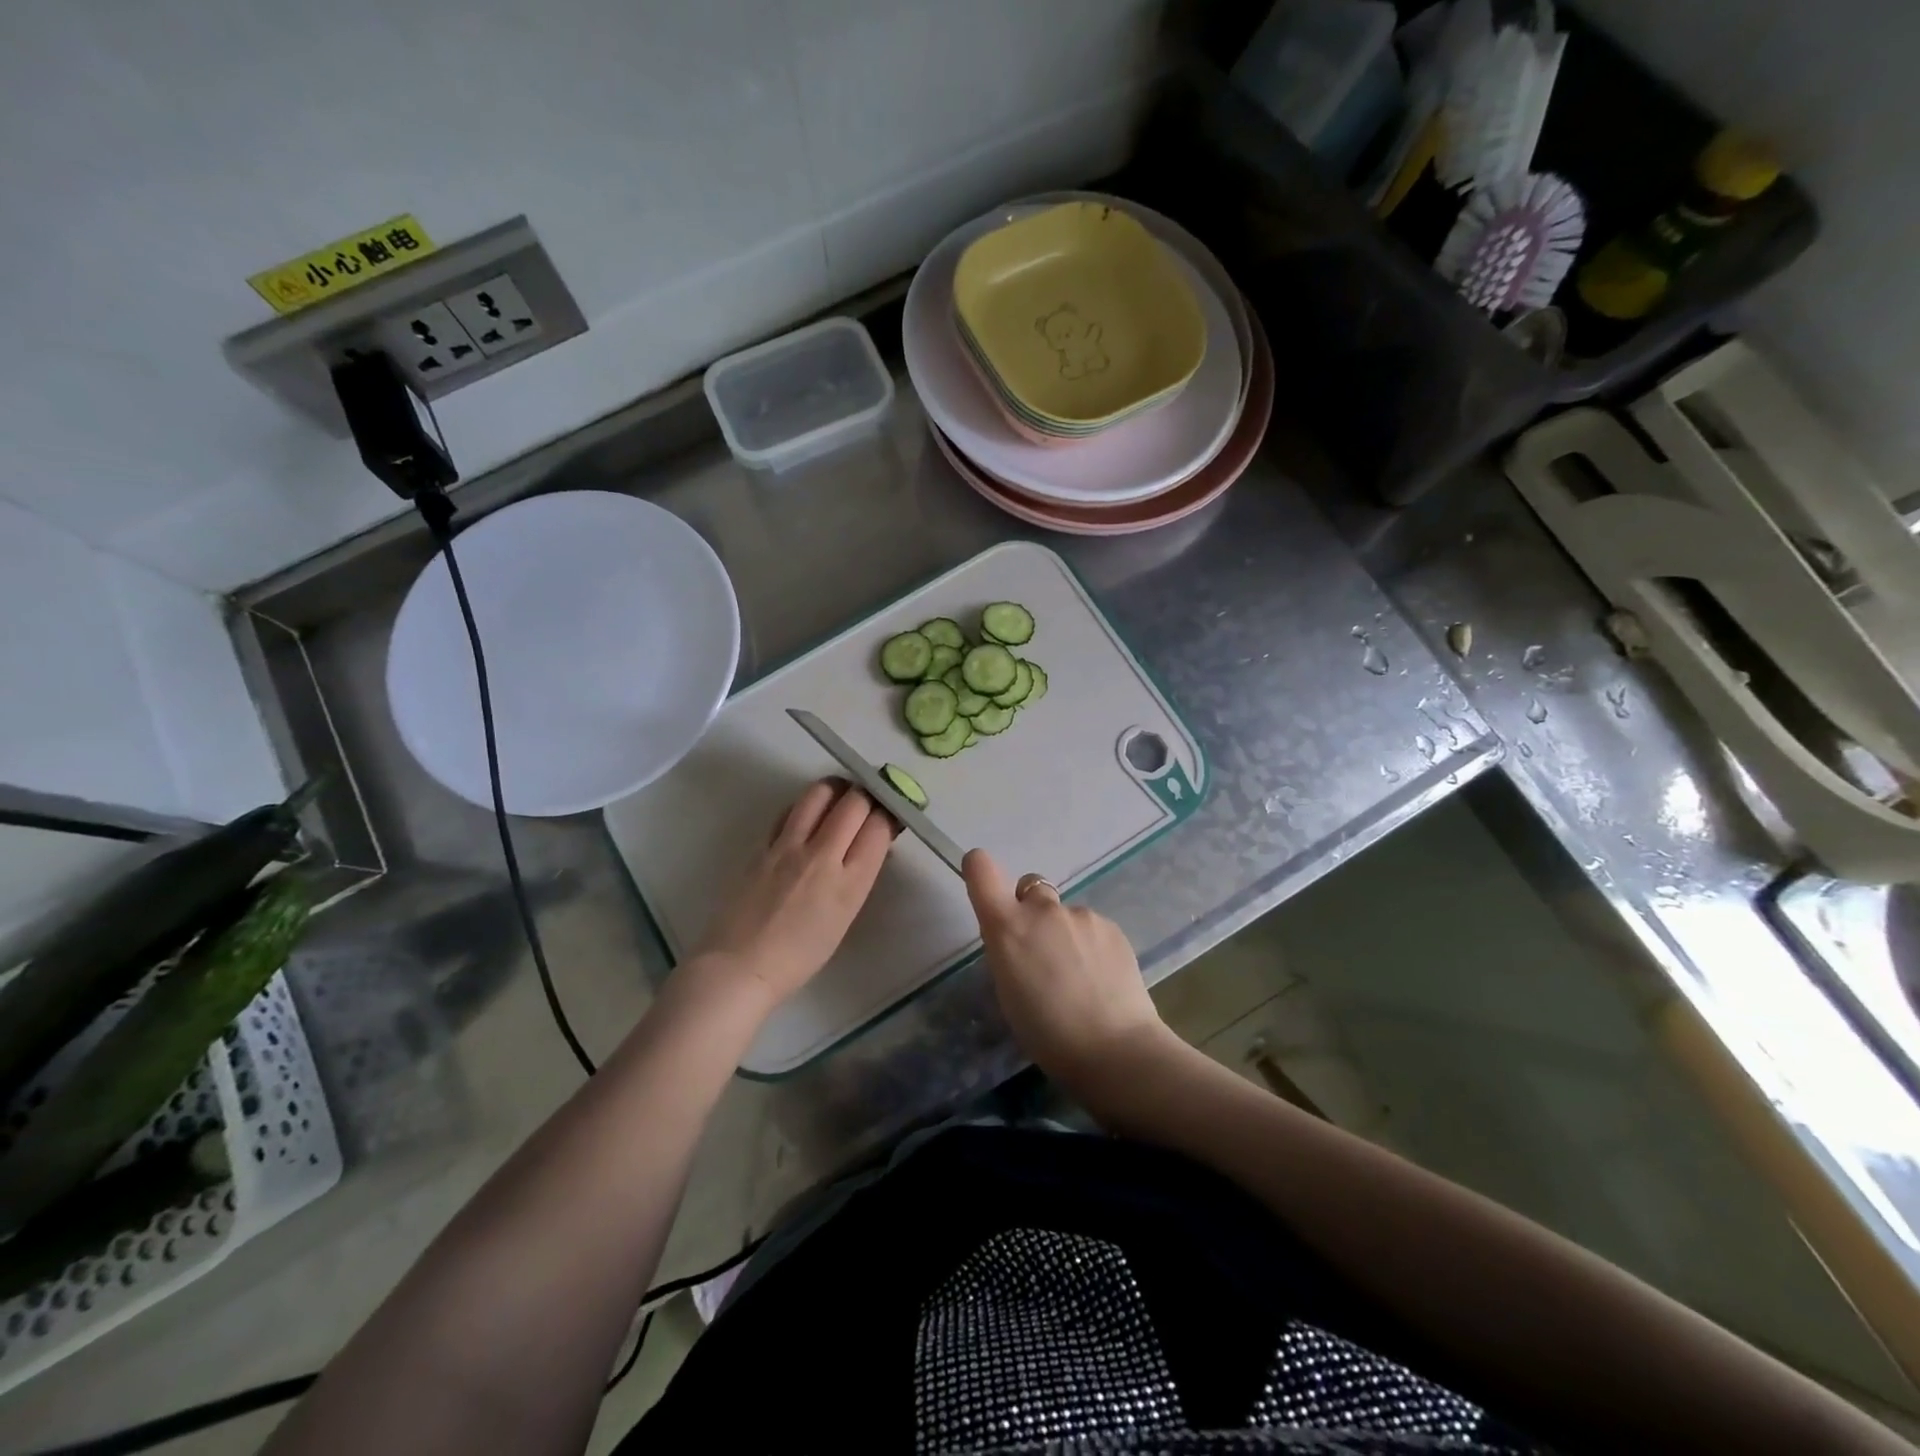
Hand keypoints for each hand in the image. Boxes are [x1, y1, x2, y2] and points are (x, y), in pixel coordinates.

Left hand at [690, 779, 895, 1011]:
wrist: (740, 966)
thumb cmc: (799, 956)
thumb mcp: (844, 918)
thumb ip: (859, 876)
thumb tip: (871, 845)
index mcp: (850, 883)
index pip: (879, 826)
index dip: (890, 812)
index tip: (892, 811)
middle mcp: (822, 856)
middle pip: (854, 801)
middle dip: (868, 793)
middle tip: (869, 799)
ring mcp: (788, 847)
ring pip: (819, 793)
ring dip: (836, 788)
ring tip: (840, 796)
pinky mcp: (762, 845)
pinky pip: (790, 811)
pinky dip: (806, 805)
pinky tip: (807, 815)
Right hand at [963, 849, 1178, 1091]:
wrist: (1114, 1049)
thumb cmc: (1047, 1033)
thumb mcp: (1008, 991)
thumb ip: (1008, 951)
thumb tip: (1018, 939)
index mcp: (1007, 927)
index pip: (982, 870)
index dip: (979, 870)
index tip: (983, 881)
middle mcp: (1042, 910)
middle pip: (1030, 887)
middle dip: (1031, 909)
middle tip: (1041, 949)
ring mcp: (1081, 915)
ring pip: (1064, 912)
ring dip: (1064, 932)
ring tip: (1078, 975)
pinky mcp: (1112, 926)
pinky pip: (1091, 927)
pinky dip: (1091, 944)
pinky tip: (1101, 978)